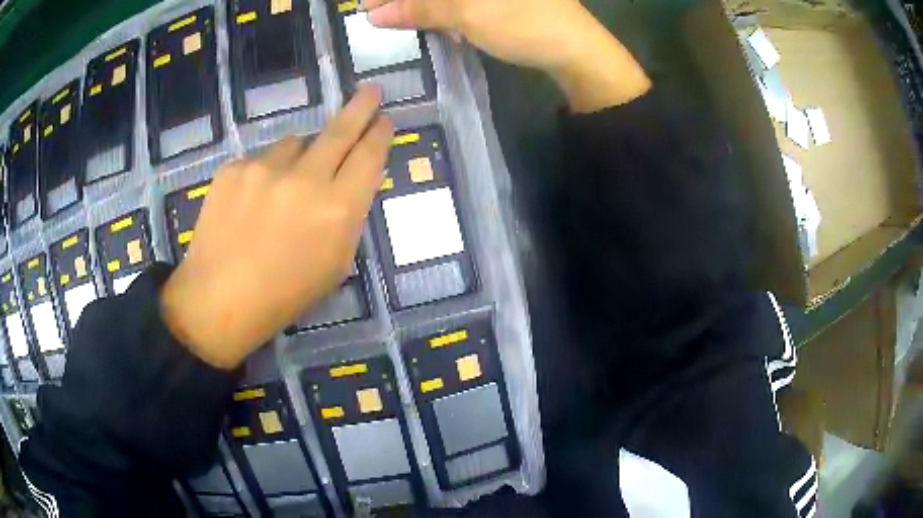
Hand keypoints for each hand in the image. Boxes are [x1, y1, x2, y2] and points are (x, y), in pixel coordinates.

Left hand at [160, 86, 392, 368]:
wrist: (219, 300)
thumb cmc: (284, 295)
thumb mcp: (335, 264)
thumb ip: (348, 217)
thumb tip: (347, 180)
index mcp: (338, 210)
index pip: (369, 157)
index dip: (380, 135)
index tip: (383, 120)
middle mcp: (305, 179)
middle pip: (340, 130)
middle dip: (361, 108)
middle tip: (370, 91)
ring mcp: (264, 168)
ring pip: (295, 143)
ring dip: (301, 154)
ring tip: (285, 187)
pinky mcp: (234, 168)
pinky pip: (260, 158)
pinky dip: (265, 173)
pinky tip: (252, 202)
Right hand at [364, 0, 650, 111]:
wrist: (577, 50)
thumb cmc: (523, 24)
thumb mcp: (466, 14)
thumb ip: (420, 9)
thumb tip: (376, 13)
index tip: (368, 4)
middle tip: (380, 15)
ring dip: (427, 6)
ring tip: (404, 20)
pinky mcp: (503, 1)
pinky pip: (466, 3)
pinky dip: (450, 12)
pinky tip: (445, 26)